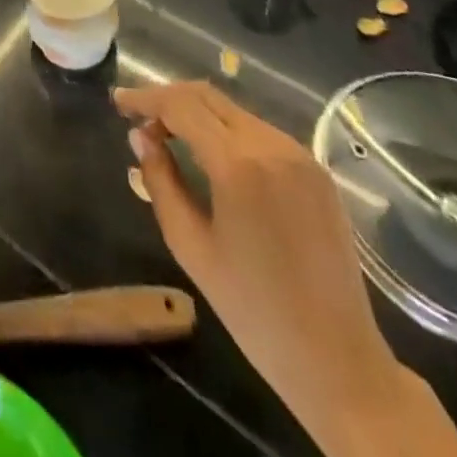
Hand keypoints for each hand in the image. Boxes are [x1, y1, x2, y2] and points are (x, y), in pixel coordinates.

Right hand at [114, 82, 402, 433]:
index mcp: (238, 164)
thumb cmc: (253, 309)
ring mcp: (299, 155)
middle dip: (168, 99)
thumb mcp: (190, 245)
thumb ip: (160, 181)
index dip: (145, 98)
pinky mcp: (316, 170)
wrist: (338, 359)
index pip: (180, 106)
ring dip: (197, 114)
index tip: (118, 102)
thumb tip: (140, 136)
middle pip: (207, 96)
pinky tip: (211, 154)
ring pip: (234, 111)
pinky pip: (260, 132)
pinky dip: (227, 131)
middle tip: (139, 118)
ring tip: (169, 136)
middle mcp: (271, 145)